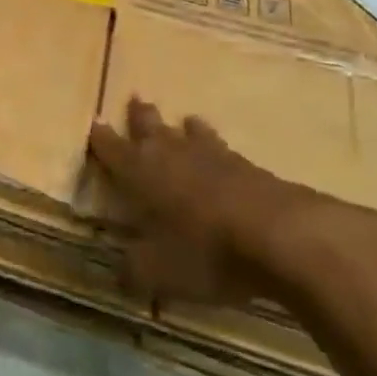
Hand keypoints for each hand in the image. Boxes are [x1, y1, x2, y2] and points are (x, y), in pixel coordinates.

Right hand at [88, 98, 327, 310]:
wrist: (284, 237)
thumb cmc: (206, 251)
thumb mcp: (159, 273)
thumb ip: (133, 271)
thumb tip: (117, 275)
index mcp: (140, 172)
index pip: (111, 148)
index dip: (100, 138)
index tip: (92, 124)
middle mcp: (171, 155)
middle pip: (150, 126)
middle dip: (139, 116)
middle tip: (136, 100)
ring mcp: (214, 157)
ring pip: (192, 134)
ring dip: (185, 128)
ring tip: (186, 120)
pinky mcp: (251, 168)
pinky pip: (225, 151)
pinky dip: (218, 149)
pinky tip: (224, 156)